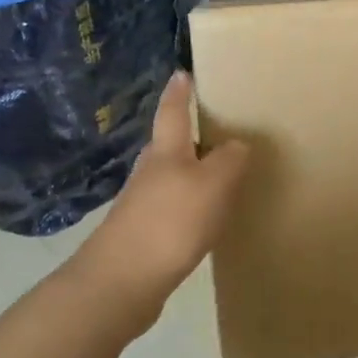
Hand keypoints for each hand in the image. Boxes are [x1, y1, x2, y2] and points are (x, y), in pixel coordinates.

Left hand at [70, 71, 249, 333]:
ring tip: (219, 173)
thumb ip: (230, 159)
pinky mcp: (142, 235)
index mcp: (167, 151)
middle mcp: (150, 172)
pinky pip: (171, 208)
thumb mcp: (214, 183)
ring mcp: (141, 204)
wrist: (119, 284)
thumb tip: (238, 145)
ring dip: (192, 172)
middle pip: (169, 144)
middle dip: (188, 134)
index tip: (181, 73)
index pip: (172, 111)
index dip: (178, 92)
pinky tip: (204, 218)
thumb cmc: (170, 222)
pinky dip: (189, 205)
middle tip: (216, 127)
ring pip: (171, 177)